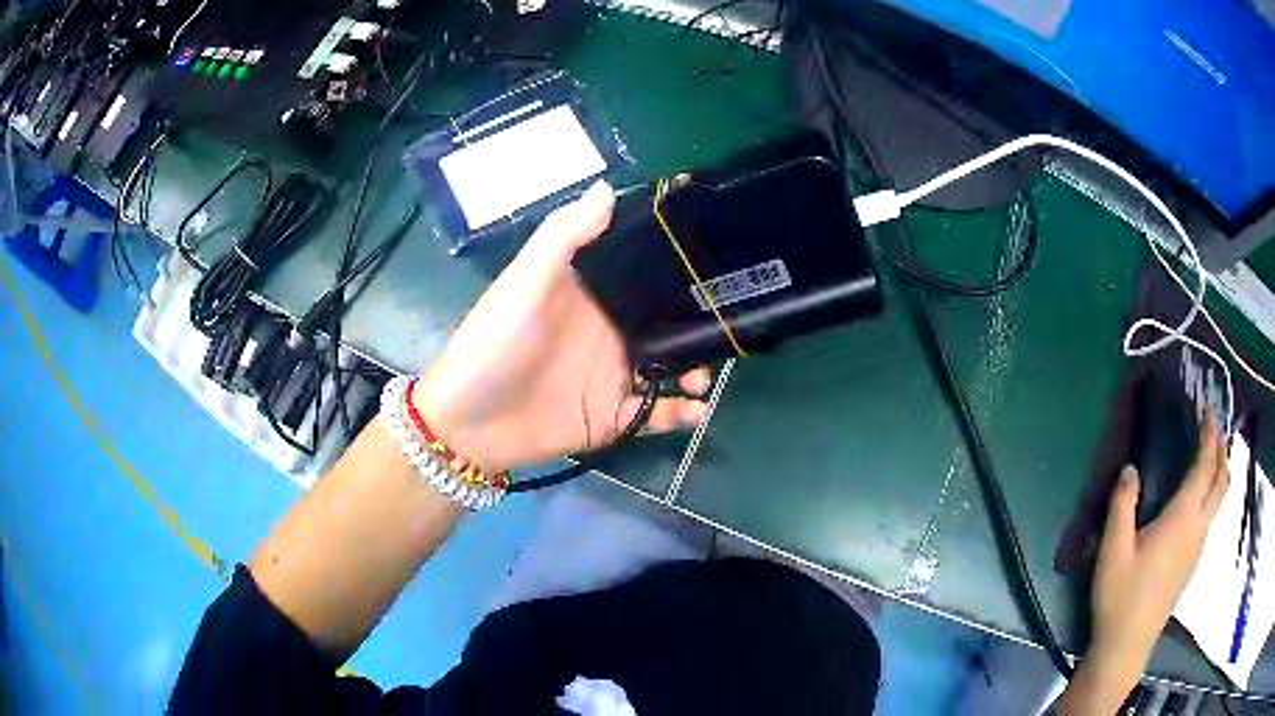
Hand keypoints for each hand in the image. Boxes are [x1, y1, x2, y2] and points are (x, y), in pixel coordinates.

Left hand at [413, 181, 710, 473]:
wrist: (467, 423)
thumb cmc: (492, 344)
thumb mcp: (523, 283)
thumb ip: (563, 238)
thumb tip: (607, 187)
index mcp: (591, 295)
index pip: (642, 271)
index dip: (675, 262)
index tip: (715, 252)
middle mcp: (608, 332)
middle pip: (665, 321)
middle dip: (698, 323)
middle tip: (724, 324)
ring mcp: (612, 376)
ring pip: (669, 367)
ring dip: (694, 369)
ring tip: (701, 377)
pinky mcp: (612, 417)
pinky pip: (656, 413)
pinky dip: (680, 413)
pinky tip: (695, 410)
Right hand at [1058, 416, 1229, 712]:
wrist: (1127, 646)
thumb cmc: (1121, 596)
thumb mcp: (1113, 549)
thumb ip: (1122, 505)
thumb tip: (1130, 469)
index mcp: (1182, 518)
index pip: (1205, 467)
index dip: (1210, 436)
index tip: (1209, 411)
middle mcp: (1197, 528)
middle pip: (1221, 480)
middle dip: (1222, 449)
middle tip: (1216, 427)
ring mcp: (1197, 548)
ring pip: (1219, 500)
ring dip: (1220, 471)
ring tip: (1211, 456)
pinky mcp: (1192, 564)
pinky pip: (1210, 517)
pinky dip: (1212, 494)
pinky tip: (1198, 500)